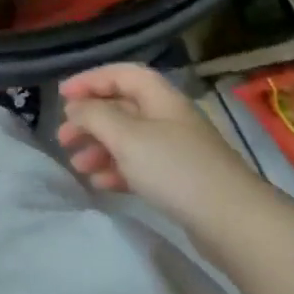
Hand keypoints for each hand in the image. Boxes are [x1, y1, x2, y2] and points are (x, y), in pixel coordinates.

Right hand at [58, 64, 249, 228]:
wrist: (231, 220)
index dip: (91, 80)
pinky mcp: (179, 179)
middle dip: (90, 119)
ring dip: (100, 148)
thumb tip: (76, 106)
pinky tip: (101, 184)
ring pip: (129, 139)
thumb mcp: (127, 136)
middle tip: (63, 138)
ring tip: (77, 166)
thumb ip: (95, 116)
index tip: (62, 96)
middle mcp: (169, 117)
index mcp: (161, 98)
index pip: (122, 74)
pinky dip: (117, 170)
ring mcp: (176, 149)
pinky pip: (140, 166)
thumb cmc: (174, 168)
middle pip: (123, 107)